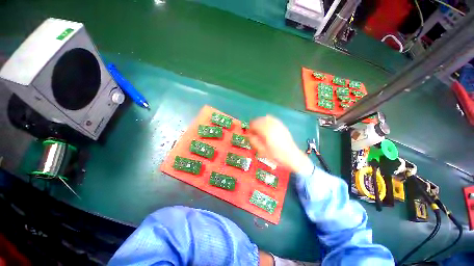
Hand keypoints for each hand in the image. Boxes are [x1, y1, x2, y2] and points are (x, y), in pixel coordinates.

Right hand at [248, 116, 311, 172]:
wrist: (292, 156)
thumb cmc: (276, 155)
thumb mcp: (262, 151)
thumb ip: (254, 141)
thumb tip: (249, 134)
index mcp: (267, 132)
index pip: (255, 124)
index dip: (250, 128)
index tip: (249, 133)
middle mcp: (272, 126)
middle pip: (259, 120)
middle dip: (254, 124)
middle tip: (253, 131)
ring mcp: (278, 124)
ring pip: (265, 118)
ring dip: (260, 122)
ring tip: (259, 129)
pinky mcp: (282, 125)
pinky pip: (272, 119)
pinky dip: (267, 120)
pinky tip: (266, 126)